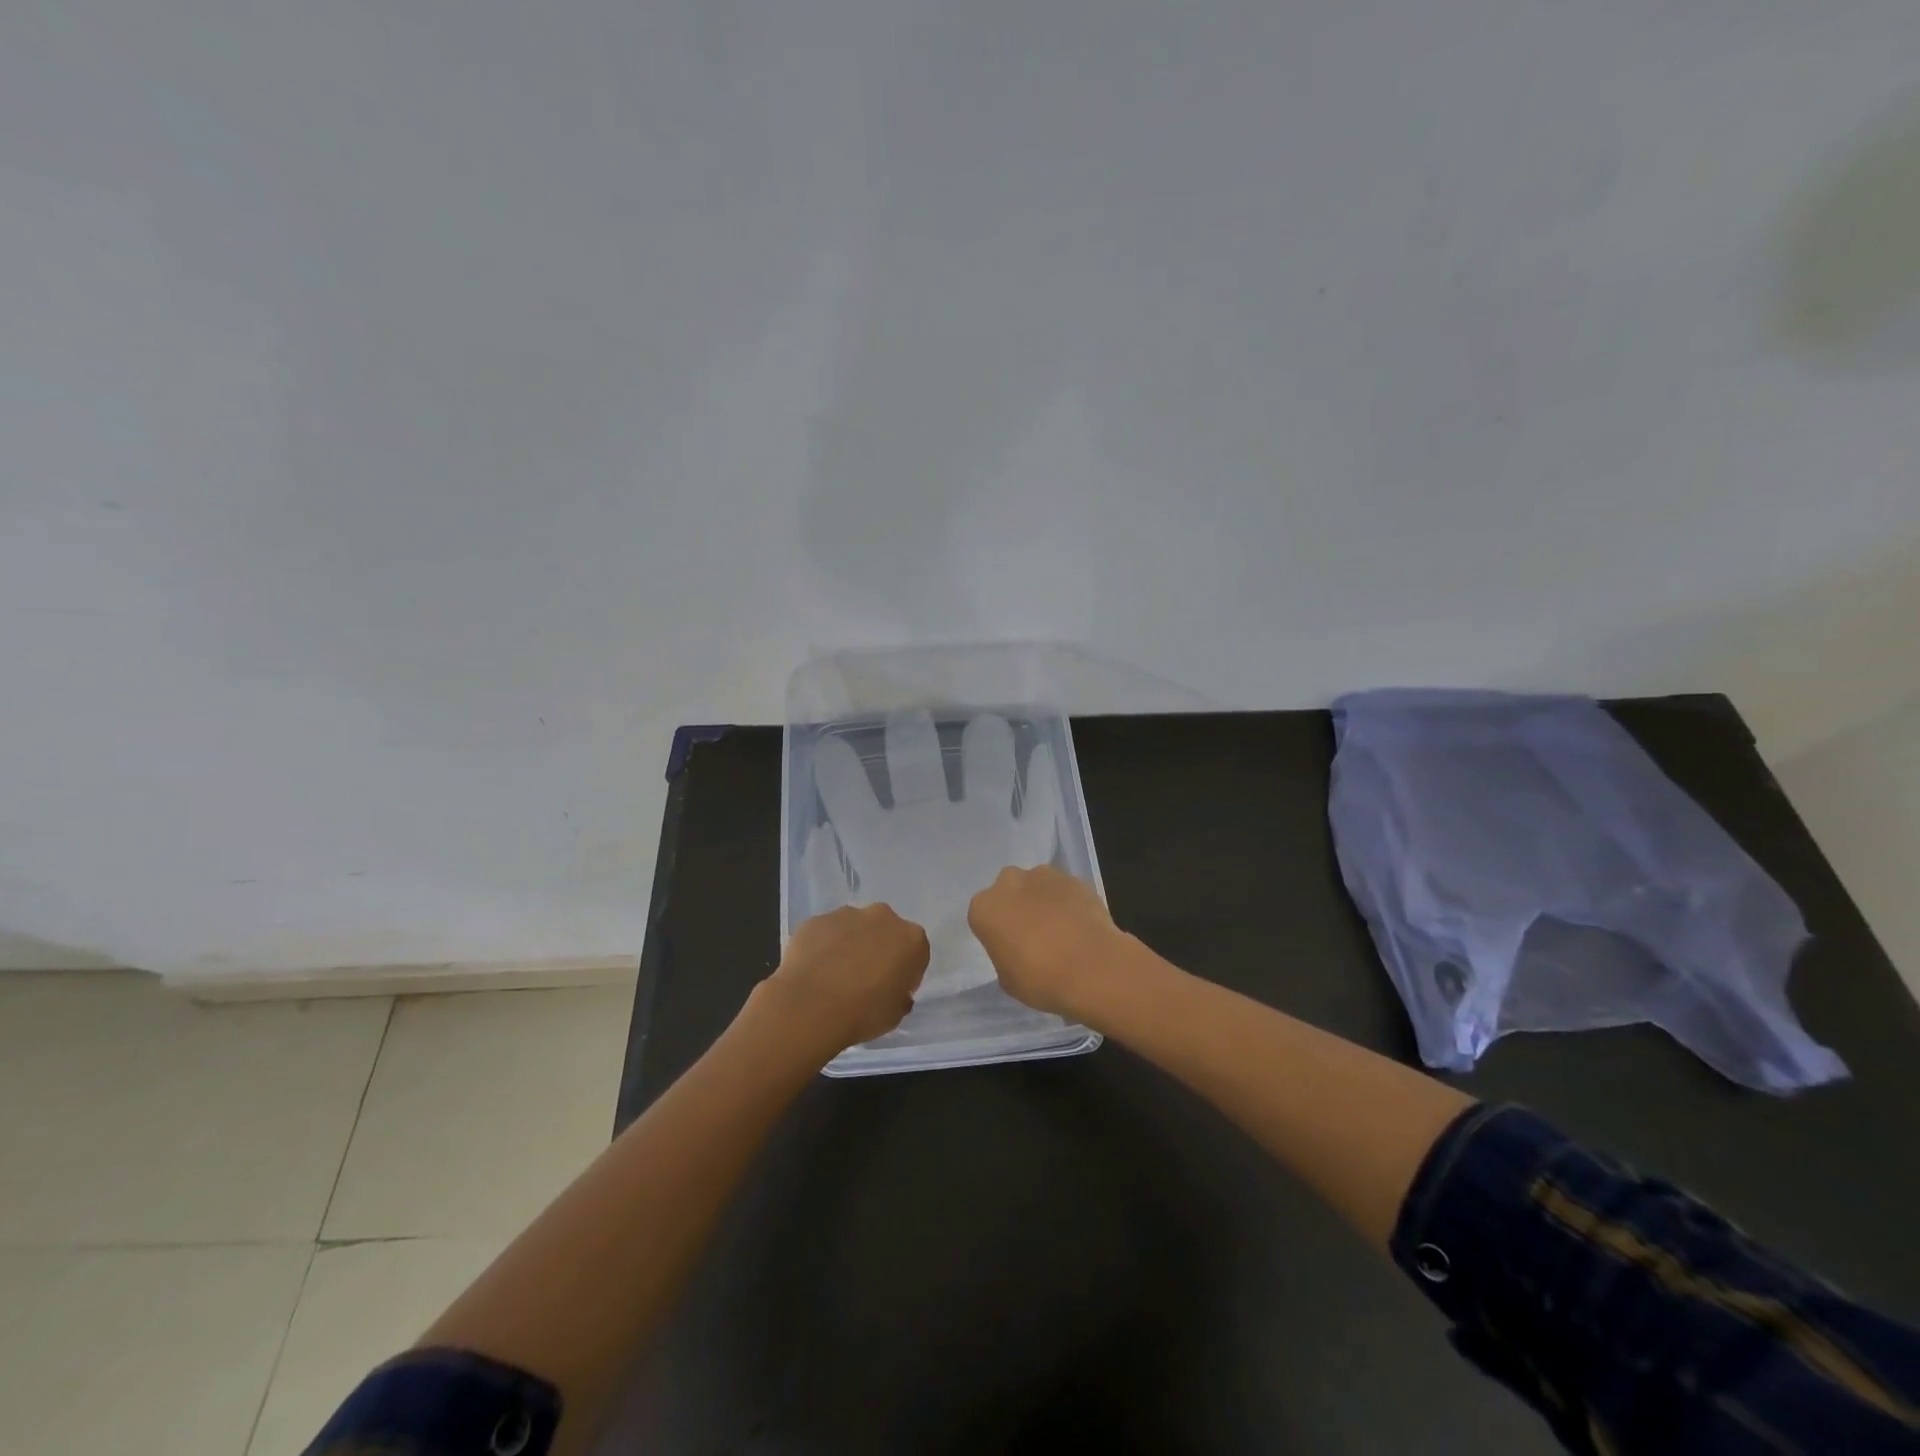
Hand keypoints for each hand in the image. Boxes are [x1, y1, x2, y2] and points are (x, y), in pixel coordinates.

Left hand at [762, 903, 930, 1054]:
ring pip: (853, 928)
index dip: (905, 971)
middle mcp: (882, 917)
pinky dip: (822, 946)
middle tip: (864, 979)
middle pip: (885, 931)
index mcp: (911, 939)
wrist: (810, 1007)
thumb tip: (894, 992)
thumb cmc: (862, 1013)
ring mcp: (847, 915)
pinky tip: (813, 971)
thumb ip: (900, 996)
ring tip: (833, 976)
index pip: (915, 952)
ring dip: (849, 944)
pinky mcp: (816, 920)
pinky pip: (825, 932)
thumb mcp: (895, 1015)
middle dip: (878, 948)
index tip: (892, 989)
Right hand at [968, 865, 1128, 1020]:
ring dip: (1042, 901)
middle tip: (1032, 934)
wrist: (1092, 968)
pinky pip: (1064, 890)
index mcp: (984, 908)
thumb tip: (1017, 948)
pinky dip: (1068, 903)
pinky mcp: (1074, 879)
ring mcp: (1044, 876)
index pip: (983, 916)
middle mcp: (1009, 883)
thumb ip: (1005, 955)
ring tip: (1060, 930)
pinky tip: (1080, 927)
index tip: (1009, 948)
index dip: (996, 932)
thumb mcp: (1008, 979)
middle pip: (1008, 890)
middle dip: (1017, 906)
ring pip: (1036, 885)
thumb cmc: (1041, 980)